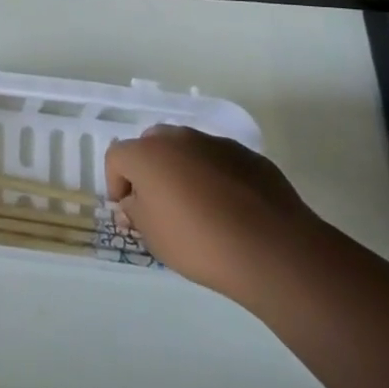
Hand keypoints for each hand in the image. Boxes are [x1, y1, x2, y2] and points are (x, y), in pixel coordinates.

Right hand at [105, 125, 317, 301]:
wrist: (272, 249)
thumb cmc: (200, 243)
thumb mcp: (153, 237)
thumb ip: (135, 212)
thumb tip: (133, 203)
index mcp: (147, 153)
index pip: (116, 157)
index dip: (116, 184)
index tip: (129, 212)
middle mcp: (178, 138)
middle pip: (151, 144)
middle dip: (149, 170)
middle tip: (159, 204)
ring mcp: (215, 143)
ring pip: (187, 149)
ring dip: (182, 170)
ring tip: (197, 208)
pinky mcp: (247, 155)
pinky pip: (218, 161)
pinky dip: (214, 177)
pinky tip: (229, 209)